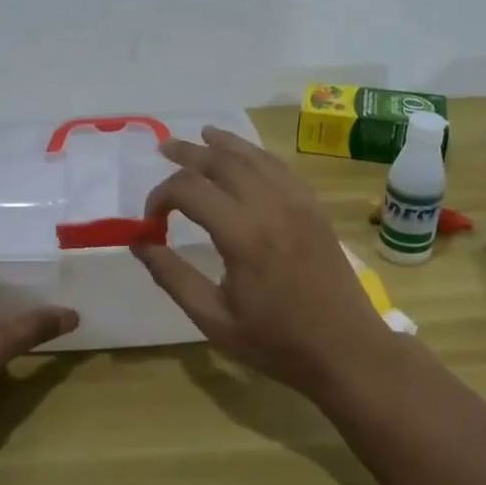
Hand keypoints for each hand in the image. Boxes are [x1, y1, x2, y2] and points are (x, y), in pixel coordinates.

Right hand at [133, 126, 396, 391]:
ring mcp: (297, 202)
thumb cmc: (277, 342)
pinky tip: (245, 156)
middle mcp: (270, 206)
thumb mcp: (213, 318)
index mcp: (242, 235)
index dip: (161, 196)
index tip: (151, 221)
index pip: (189, 190)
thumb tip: (139, 243)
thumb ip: (172, 276)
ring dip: (223, 144)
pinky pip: (281, 168)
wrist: (346, 349)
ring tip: (200, 136)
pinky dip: (256, 155)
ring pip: (254, 157)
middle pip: (221, 162)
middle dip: (188, 154)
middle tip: (163, 149)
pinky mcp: (314, 208)